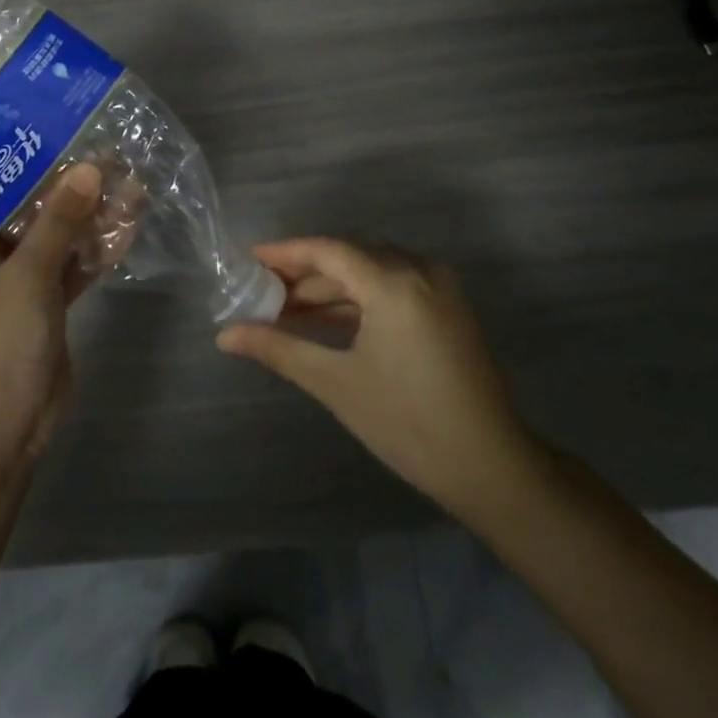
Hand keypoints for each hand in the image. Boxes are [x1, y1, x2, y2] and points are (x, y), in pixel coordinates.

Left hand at [0, 163, 102, 461]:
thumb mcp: (27, 277)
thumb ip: (59, 221)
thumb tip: (91, 167)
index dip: (17, 154)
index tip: (56, 125)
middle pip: (27, 206)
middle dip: (66, 182)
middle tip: (108, 148)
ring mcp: (17, 280)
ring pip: (55, 235)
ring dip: (88, 214)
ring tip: (130, 179)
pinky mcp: (45, 303)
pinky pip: (71, 265)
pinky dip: (95, 248)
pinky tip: (131, 224)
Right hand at [217, 239, 535, 515]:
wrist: (492, 468)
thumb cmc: (408, 424)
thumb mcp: (336, 383)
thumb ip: (279, 349)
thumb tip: (225, 335)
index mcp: (394, 282)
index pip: (328, 249)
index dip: (286, 252)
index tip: (250, 260)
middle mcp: (419, 270)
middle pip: (349, 256)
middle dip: (305, 272)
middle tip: (263, 290)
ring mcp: (438, 287)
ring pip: (370, 270)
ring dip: (330, 286)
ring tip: (287, 309)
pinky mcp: (447, 307)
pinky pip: (392, 286)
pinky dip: (358, 298)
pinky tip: (327, 319)